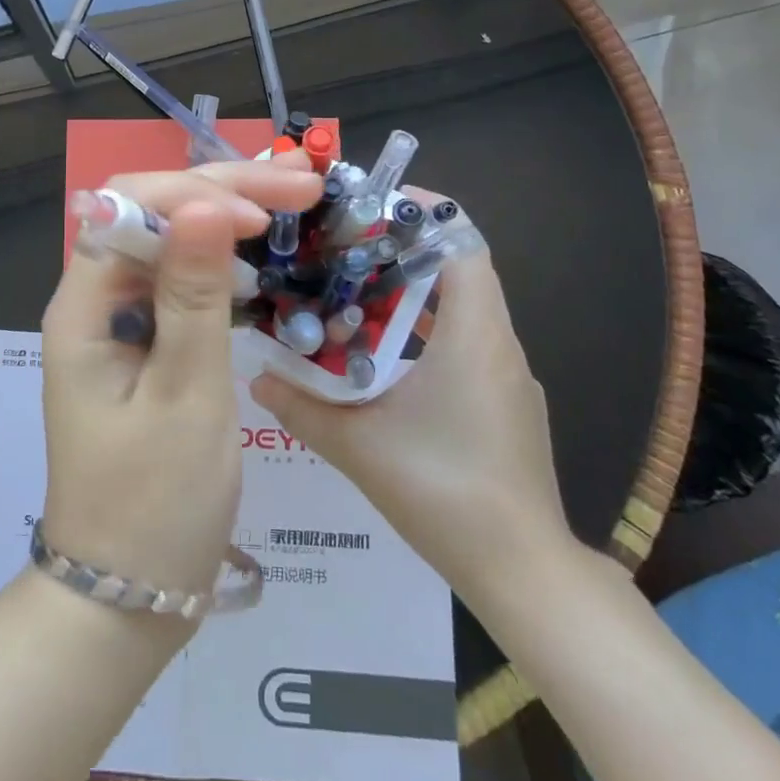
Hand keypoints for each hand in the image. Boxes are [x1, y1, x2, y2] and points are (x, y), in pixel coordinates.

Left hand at [40, 158, 321, 603]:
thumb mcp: (185, 395)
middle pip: (153, 212)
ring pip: (172, 239)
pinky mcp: (147, 340)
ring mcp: (121, 318)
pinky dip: (226, 259)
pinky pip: (184, 278)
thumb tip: (203, 201)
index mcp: (84, 304)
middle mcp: (96, 297)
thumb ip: (194, 295)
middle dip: (223, 191)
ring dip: (228, 214)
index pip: (131, 207)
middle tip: (302, 184)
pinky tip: (265, 254)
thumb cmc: (155, 504)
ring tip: (293, 200)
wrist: (129, 596)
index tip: (263, 215)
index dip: (195, 195)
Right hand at [249, 187, 573, 592]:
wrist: (525, 576)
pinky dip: (427, 329)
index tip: (374, 204)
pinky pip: (468, 342)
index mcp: (474, 335)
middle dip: (403, 249)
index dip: (424, 214)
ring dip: (413, 292)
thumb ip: (301, 406)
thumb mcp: (359, 446)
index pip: (463, 243)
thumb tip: (254, 377)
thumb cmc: (444, 493)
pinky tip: (382, 355)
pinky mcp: (507, 404)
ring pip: (463, 307)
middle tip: (344, 247)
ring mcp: (508, 376)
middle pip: (459, 268)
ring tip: (353, 291)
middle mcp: (499, 344)